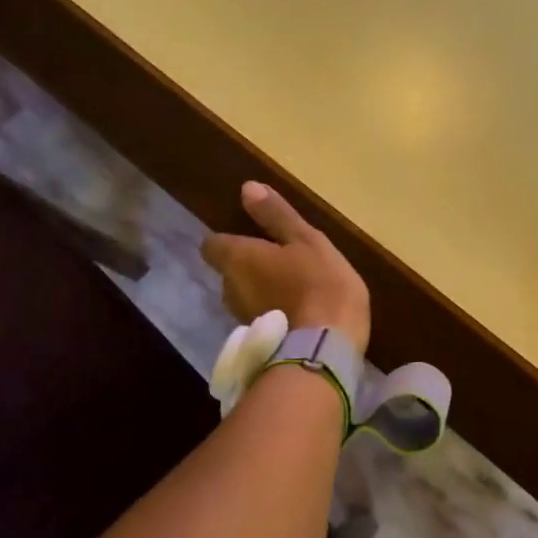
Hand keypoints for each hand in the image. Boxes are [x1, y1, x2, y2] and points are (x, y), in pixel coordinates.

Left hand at [202, 182, 371, 355]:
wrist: (325, 350)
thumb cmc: (319, 284)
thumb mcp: (306, 241)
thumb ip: (276, 216)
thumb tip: (247, 187)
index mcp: (238, 260)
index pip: (213, 244)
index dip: (230, 240)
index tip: (254, 237)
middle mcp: (230, 289)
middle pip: (230, 272)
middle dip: (250, 267)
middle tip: (283, 262)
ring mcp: (242, 319)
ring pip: (246, 297)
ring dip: (263, 292)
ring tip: (295, 289)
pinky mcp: (258, 343)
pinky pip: (262, 319)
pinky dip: (274, 314)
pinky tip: (300, 314)